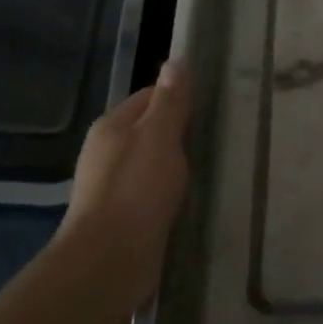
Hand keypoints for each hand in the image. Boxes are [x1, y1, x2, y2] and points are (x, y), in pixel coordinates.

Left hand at [55, 60, 190, 312]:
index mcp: (111, 126)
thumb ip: (169, 102)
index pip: (149, 96)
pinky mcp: (120, 218)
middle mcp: (105, 153)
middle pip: (148, 130)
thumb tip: (175, 61)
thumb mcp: (159, 137)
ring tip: (209, 168)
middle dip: (178, 132)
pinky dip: (168, 193)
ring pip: (150, 164)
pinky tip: (188, 200)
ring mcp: (110, 187)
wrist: (108, 262)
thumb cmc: (136, 191)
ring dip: (174, 166)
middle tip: (217, 135)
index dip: (178, 96)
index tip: (211, 103)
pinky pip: (150, 195)